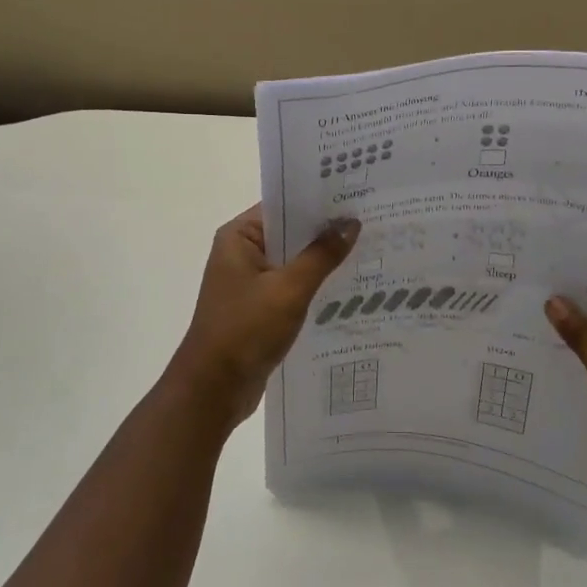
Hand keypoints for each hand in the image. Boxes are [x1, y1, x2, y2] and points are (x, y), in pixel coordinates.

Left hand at [168, 205, 360, 428]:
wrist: (213, 390)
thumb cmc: (245, 330)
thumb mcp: (289, 289)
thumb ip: (321, 255)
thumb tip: (350, 223)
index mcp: (239, 237)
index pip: (284, 206)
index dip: (319, 201)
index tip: (357, 196)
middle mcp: (242, 252)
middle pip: (291, 233)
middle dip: (326, 231)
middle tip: (372, 221)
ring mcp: (249, 281)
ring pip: (294, 261)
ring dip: (323, 260)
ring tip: (369, 249)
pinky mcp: (259, 307)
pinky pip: (292, 286)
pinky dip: (314, 285)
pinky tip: (348, 286)